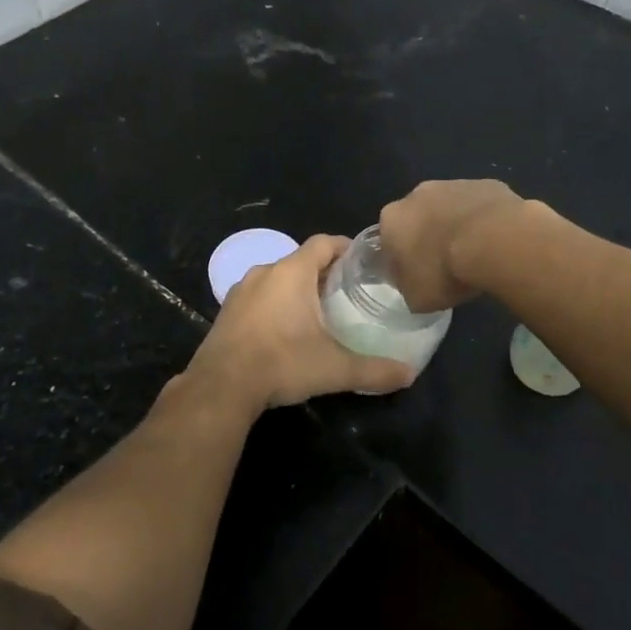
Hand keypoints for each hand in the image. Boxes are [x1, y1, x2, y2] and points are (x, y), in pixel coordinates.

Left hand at [181, 235, 415, 414]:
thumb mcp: (335, 368)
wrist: (221, 386)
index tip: (362, 262)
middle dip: (324, 272)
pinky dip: (275, 304)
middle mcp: (265, 272)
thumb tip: (409, 374)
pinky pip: (259, 296)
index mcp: (292, 272)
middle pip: (301, 260)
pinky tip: (285, 330)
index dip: (345, 247)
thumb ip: (374, 370)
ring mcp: (241, 290)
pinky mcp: (227, 311)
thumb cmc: (283, 363)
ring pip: (277, 278)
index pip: (324, 243)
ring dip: (297, 288)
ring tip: (318, 311)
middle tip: (346, 292)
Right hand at [379, 179, 526, 311]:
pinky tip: (497, 241)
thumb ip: (408, 286)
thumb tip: (414, 283)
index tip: (418, 276)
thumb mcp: (416, 297)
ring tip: (476, 254)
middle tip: (446, 264)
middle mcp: (417, 195)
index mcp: (392, 219)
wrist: (493, 242)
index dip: (402, 258)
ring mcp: (454, 184)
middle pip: (419, 217)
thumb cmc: (445, 271)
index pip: (388, 239)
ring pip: (450, 207)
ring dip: (457, 225)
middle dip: (429, 236)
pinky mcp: (486, 184)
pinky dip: (486, 220)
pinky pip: (480, 205)